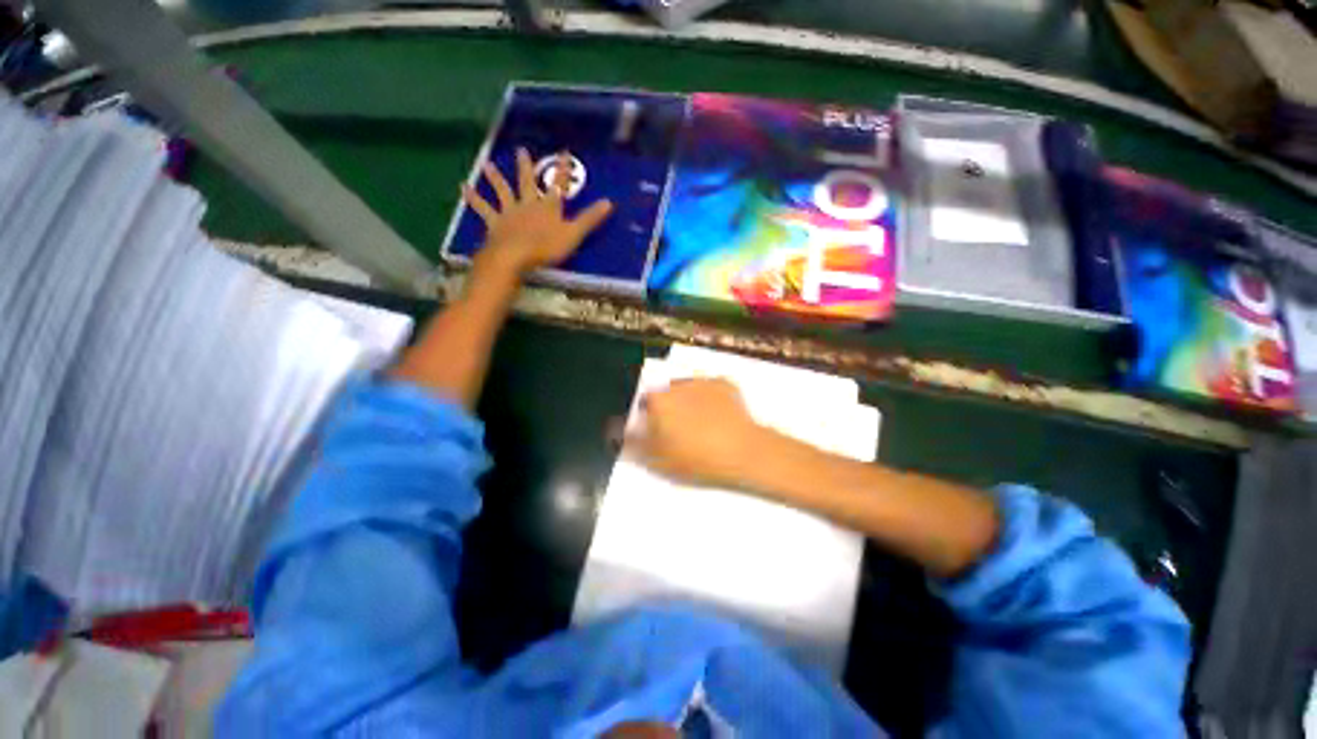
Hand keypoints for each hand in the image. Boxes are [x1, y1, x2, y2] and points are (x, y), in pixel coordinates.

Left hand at [461, 148, 613, 276]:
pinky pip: (483, 209)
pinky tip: (463, 187)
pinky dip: (473, 198)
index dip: (562, 169)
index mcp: (548, 207)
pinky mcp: (495, 224)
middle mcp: (528, 204)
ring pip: (503, 192)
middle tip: (521, 150)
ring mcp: (509, 213)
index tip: (564, 151)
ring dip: (495, 178)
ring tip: (488, 165)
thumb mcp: (573, 234)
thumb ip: (590, 219)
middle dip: (526, 167)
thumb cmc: (547, 248)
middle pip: (527, 183)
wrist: (515, 256)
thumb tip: (609, 202)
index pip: (558, 184)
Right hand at [626, 378, 774, 489]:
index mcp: (658, 400)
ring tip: (702, 424)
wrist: (742, 452)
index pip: (644, 404)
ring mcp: (703, 382)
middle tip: (681, 431)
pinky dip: (711, 399)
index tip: (658, 434)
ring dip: (688, 401)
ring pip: (688, 390)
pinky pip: (711, 389)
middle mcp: (677, 384)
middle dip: (668, 409)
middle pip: (666, 395)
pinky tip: (718, 416)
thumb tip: (614, 431)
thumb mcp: (656, 459)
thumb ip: (631, 444)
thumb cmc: (695, 458)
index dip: (648, 419)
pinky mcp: (725, 384)